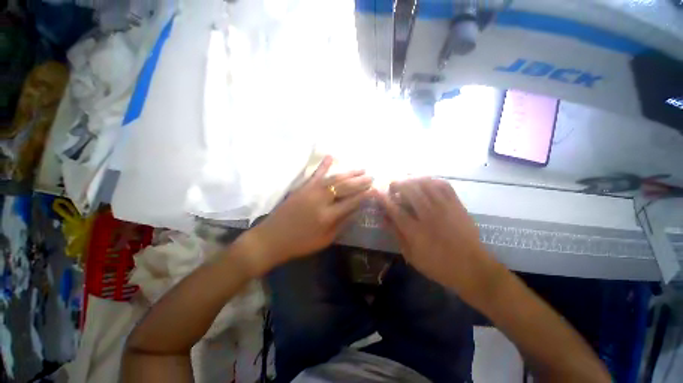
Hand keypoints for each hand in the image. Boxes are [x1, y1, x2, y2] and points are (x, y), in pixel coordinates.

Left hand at [244, 156, 372, 273]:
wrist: (272, 238)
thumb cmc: (300, 243)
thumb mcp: (325, 240)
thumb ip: (342, 224)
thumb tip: (356, 211)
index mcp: (327, 216)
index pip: (352, 202)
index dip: (364, 196)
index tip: (374, 190)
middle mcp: (321, 200)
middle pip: (344, 187)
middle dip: (360, 181)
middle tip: (371, 176)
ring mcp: (310, 191)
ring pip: (334, 178)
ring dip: (349, 173)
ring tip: (361, 169)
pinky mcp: (302, 187)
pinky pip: (315, 174)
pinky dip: (323, 165)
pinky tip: (331, 156)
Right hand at [377, 178, 498, 302]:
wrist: (472, 268)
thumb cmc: (438, 265)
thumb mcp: (411, 255)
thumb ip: (396, 234)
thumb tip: (383, 217)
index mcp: (415, 231)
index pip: (394, 209)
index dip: (383, 198)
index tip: (376, 191)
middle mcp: (429, 215)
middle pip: (410, 190)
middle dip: (397, 184)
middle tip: (392, 186)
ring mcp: (445, 208)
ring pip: (425, 184)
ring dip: (412, 179)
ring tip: (407, 181)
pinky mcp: (457, 205)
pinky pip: (444, 185)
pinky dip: (432, 180)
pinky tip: (426, 182)